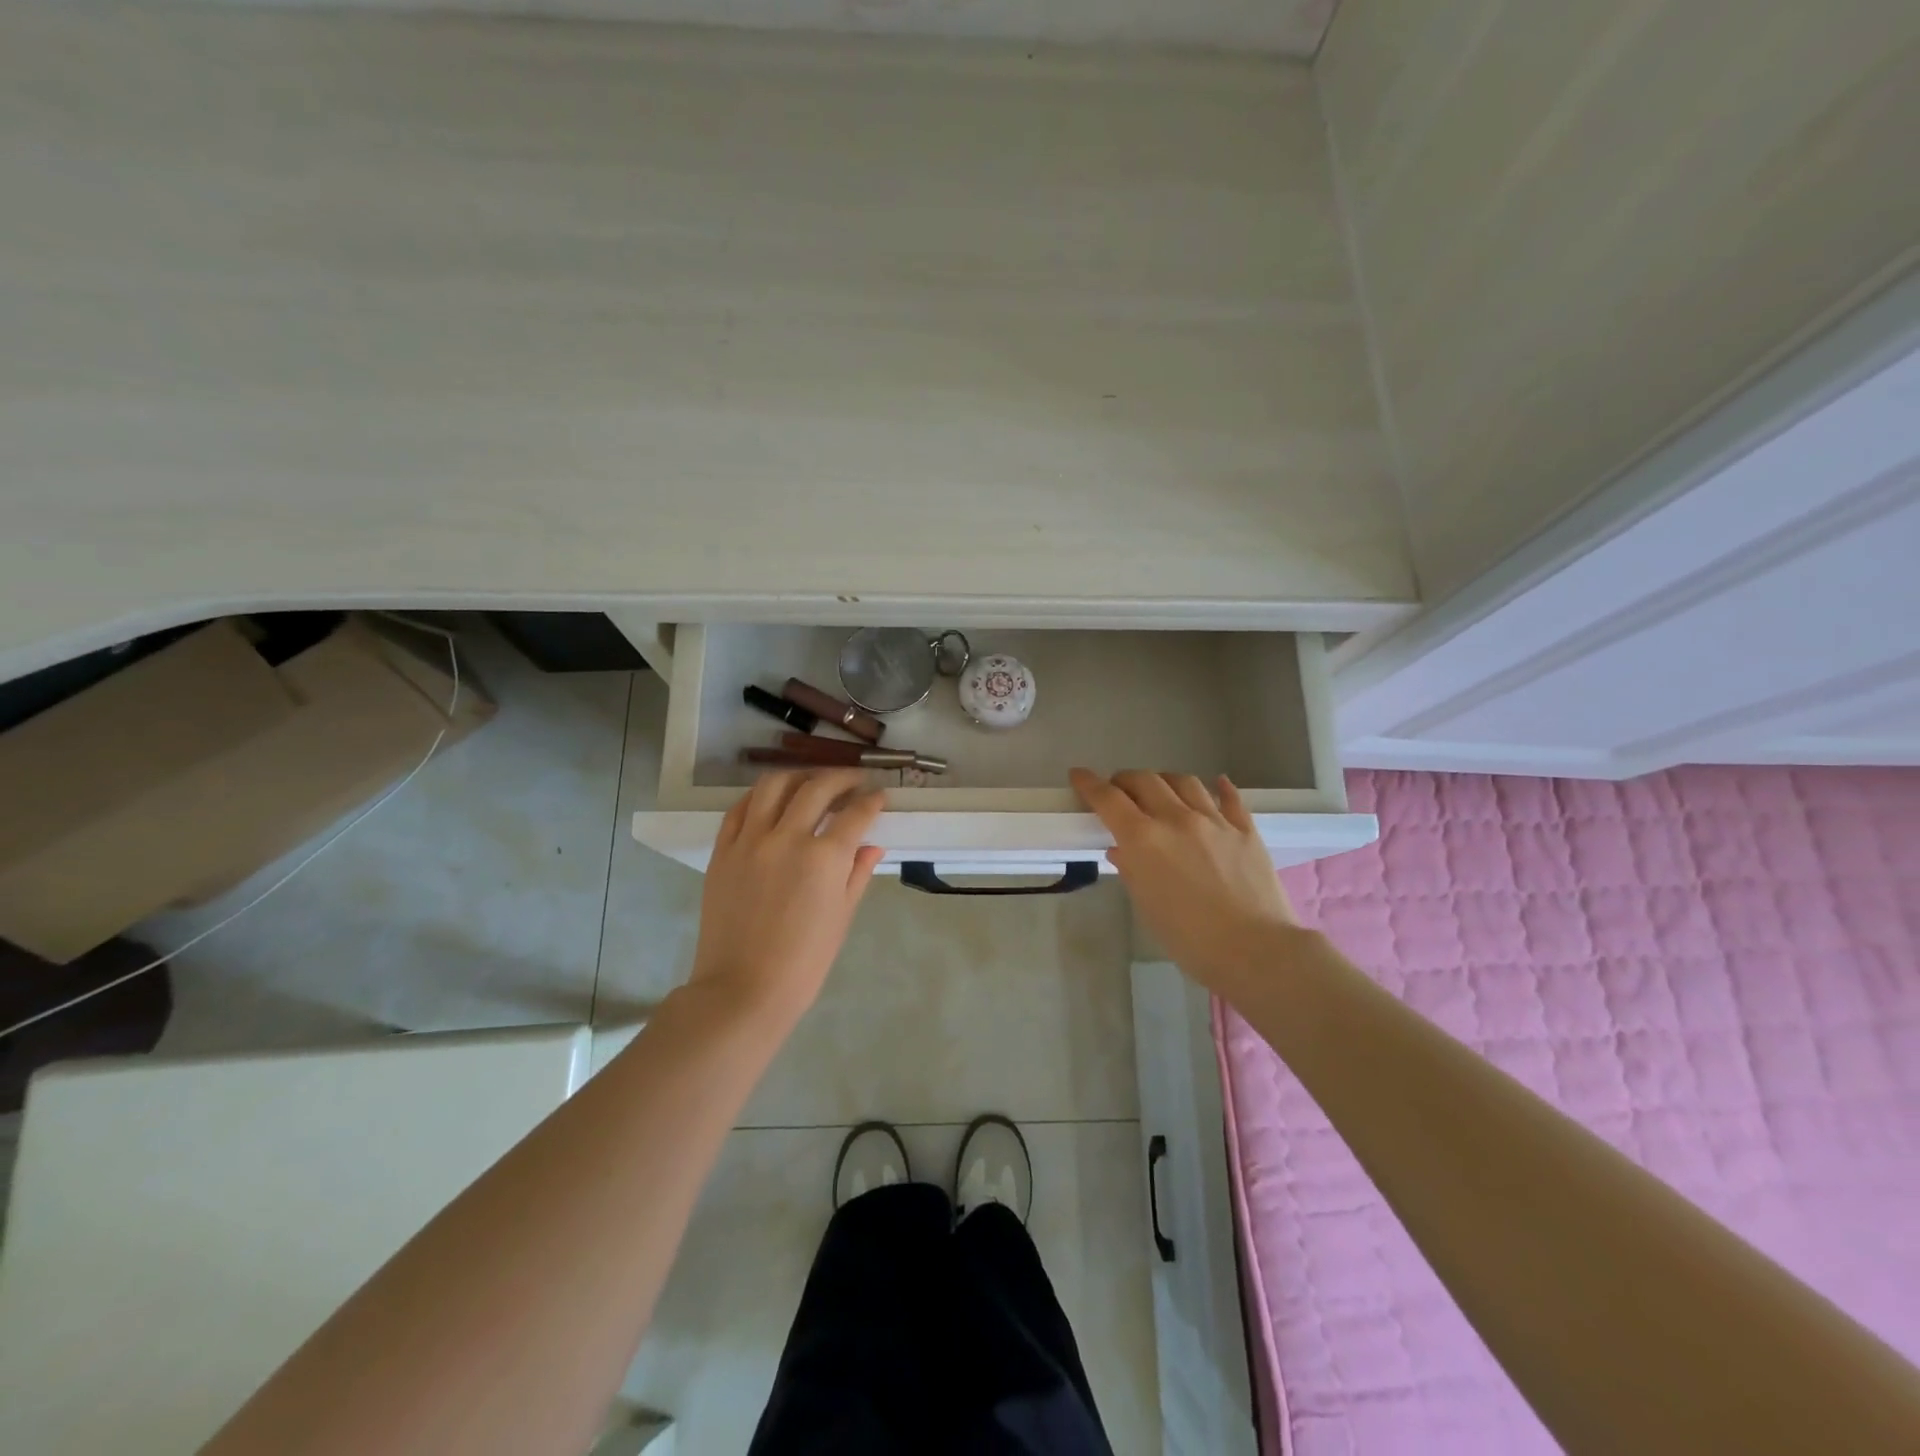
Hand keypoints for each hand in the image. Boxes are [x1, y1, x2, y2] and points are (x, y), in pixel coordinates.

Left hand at [689, 769, 886, 1024]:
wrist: (743, 989)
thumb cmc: (803, 962)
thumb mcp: (841, 917)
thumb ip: (857, 874)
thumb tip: (872, 846)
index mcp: (824, 858)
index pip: (855, 813)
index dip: (872, 801)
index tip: (879, 796)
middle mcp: (787, 838)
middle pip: (817, 788)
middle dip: (842, 778)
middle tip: (854, 781)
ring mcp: (750, 841)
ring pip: (773, 786)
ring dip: (799, 776)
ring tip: (811, 782)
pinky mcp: (723, 851)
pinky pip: (739, 809)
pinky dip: (759, 797)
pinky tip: (771, 800)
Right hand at [1071, 769, 1296, 991]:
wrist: (1254, 950)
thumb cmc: (1189, 938)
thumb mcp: (1147, 906)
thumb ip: (1131, 870)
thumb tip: (1122, 851)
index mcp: (1144, 839)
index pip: (1108, 799)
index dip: (1089, 784)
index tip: (1078, 775)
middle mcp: (1176, 819)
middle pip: (1145, 781)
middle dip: (1125, 779)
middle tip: (1118, 789)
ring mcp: (1214, 821)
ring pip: (1184, 782)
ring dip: (1165, 780)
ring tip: (1161, 789)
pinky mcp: (1246, 830)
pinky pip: (1230, 798)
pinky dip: (1219, 787)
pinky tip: (1217, 784)